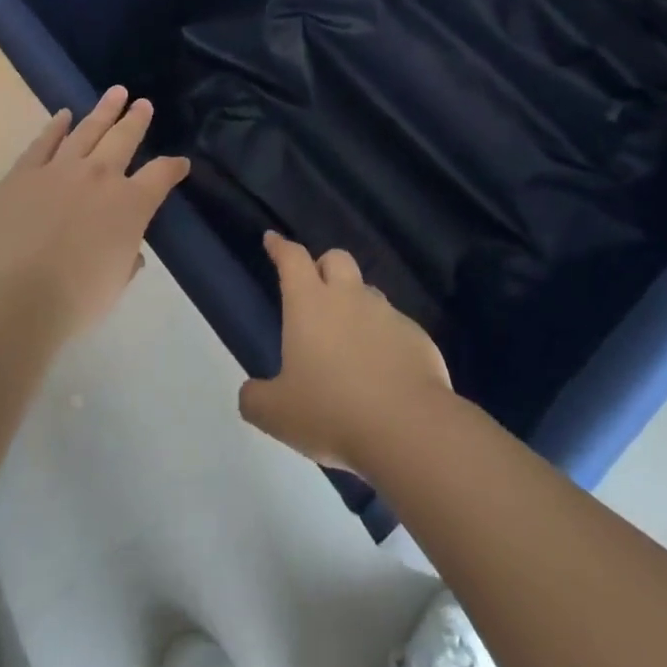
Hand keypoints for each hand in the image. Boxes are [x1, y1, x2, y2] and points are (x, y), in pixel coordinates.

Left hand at [0, 87, 188, 344]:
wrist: (13, 299)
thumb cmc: (74, 300)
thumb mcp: (114, 284)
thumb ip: (126, 260)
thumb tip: (130, 252)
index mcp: (130, 204)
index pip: (161, 175)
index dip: (174, 168)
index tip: (181, 163)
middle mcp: (100, 176)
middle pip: (125, 138)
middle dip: (137, 119)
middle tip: (143, 104)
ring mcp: (60, 170)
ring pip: (87, 130)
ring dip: (103, 111)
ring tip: (115, 93)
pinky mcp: (24, 174)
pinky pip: (44, 142)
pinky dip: (56, 126)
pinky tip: (63, 115)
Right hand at [238, 231, 452, 476]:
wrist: (407, 427)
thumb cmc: (332, 412)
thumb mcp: (277, 414)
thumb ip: (256, 398)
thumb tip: (251, 392)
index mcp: (310, 304)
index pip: (292, 259)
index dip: (281, 247)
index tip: (273, 239)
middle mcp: (349, 297)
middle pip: (336, 259)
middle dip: (323, 266)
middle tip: (315, 293)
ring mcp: (387, 313)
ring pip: (367, 292)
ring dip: (355, 304)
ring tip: (349, 342)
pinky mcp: (416, 335)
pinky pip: (395, 326)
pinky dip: (383, 339)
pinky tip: (382, 373)